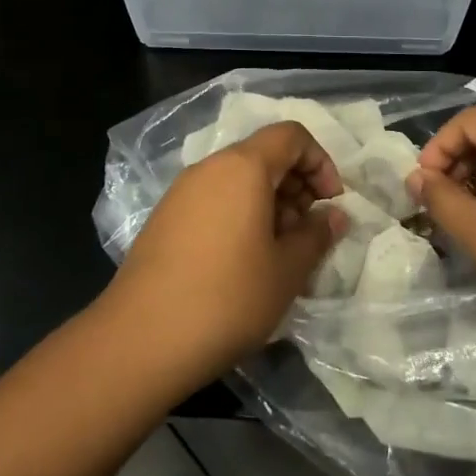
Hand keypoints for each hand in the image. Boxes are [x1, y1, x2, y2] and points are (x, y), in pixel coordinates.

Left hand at [103, 122, 348, 389]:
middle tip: (309, 232)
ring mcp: (182, 192)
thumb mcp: (287, 271)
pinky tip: (244, 262)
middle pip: (264, 155)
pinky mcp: (165, 218)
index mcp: (243, 167)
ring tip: (280, 253)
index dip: (320, 162)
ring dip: (270, 203)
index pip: (291, 136)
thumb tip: (335, 216)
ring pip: (238, 179)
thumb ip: (316, 235)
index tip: (331, 203)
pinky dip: (240, 215)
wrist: (140, 340)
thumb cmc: (227, 298)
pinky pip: (215, 199)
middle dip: (297, 185)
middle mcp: (210, 167)